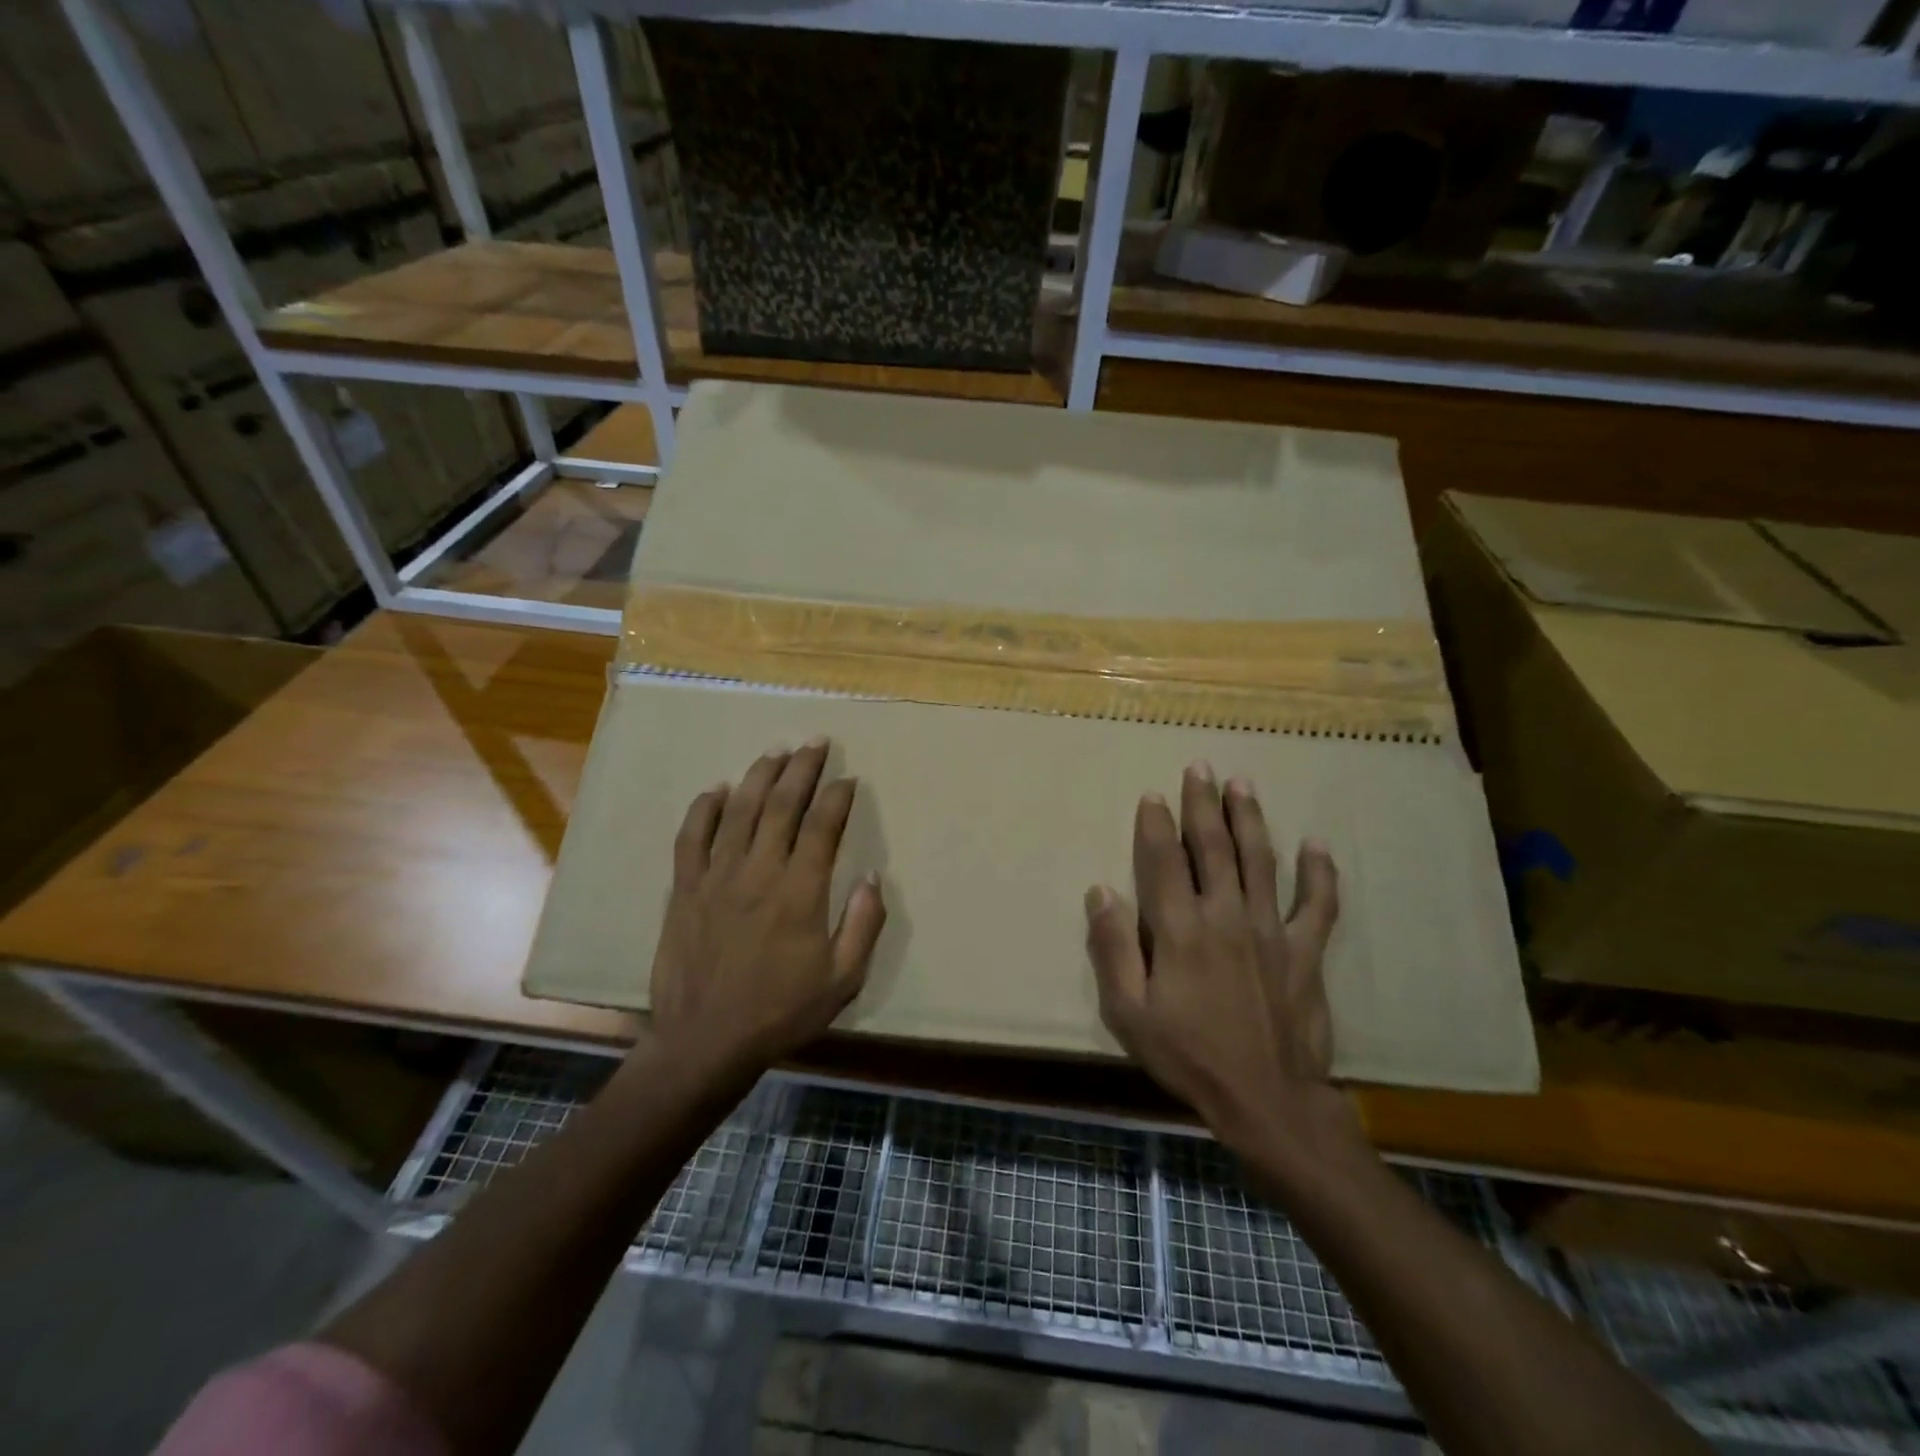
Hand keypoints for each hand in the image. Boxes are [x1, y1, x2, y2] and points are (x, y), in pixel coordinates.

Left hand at [648, 738, 885, 1093]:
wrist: (705, 1042)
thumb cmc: (781, 1012)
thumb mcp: (842, 980)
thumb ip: (863, 925)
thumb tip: (872, 876)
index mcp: (800, 892)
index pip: (823, 826)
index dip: (838, 797)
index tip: (848, 778)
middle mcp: (759, 872)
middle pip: (781, 805)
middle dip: (802, 768)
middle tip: (815, 742)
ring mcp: (717, 877)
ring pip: (738, 811)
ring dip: (759, 776)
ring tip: (776, 752)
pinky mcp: (684, 889)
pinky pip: (691, 837)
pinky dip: (703, 809)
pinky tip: (716, 790)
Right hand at [1085, 762, 1358, 1159]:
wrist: (1267, 1101)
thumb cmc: (1188, 1056)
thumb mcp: (1128, 1012)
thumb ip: (1112, 949)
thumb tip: (1100, 891)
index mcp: (1180, 930)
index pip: (1165, 861)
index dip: (1157, 824)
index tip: (1153, 794)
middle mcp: (1226, 916)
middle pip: (1213, 847)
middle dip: (1203, 804)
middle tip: (1201, 767)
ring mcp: (1270, 931)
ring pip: (1260, 861)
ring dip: (1250, 819)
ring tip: (1243, 784)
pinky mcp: (1305, 952)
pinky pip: (1317, 905)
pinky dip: (1319, 874)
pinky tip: (1316, 844)